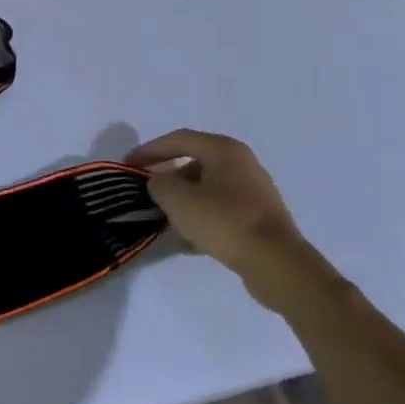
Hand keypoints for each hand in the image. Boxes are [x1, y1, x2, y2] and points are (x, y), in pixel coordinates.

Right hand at [128, 129, 308, 275]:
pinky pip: (221, 209)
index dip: (149, 150)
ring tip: (164, 216)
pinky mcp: (259, 217)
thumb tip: (159, 183)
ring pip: (207, 188)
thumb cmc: (223, 221)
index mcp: (224, 150)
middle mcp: (242, 163)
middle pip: (194, 162)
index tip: (128, 165)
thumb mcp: (177, 199)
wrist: (276, 263)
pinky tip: (189, 238)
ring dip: (183, 199)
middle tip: (146, 190)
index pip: (178, 139)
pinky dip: (201, 216)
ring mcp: (254, 191)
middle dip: (167, 176)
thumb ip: (158, 183)